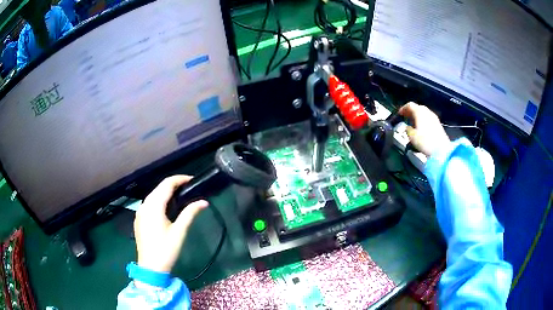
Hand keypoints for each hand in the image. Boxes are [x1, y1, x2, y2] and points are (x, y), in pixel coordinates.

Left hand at [134, 175, 207, 272]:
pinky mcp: (139, 219)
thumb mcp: (179, 231)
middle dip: (174, 185)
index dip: (180, 179)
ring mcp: (140, 212)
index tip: (193, 180)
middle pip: (159, 188)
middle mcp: (144, 205)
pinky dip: (159, 201)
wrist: (150, 267)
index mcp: (154, 205)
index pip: (167, 184)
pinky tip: (167, 209)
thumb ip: (190, 213)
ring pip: (153, 195)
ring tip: (181, 197)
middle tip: (189, 188)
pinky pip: (149, 204)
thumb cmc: (166, 250)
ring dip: (166, 193)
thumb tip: (204, 202)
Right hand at [399, 102, 449, 156]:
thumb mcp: (411, 136)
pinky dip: (423, 121)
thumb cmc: (425, 141)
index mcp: (419, 112)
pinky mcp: (438, 124)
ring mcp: (434, 118)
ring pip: (423, 113)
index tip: (399, 114)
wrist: (441, 150)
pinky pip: (428, 119)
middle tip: (406, 118)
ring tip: (413, 124)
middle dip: (411, 112)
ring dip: (417, 117)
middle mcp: (427, 112)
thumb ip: (407, 129)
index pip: (410, 105)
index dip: (403, 109)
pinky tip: (421, 129)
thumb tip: (408, 128)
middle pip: (417, 108)